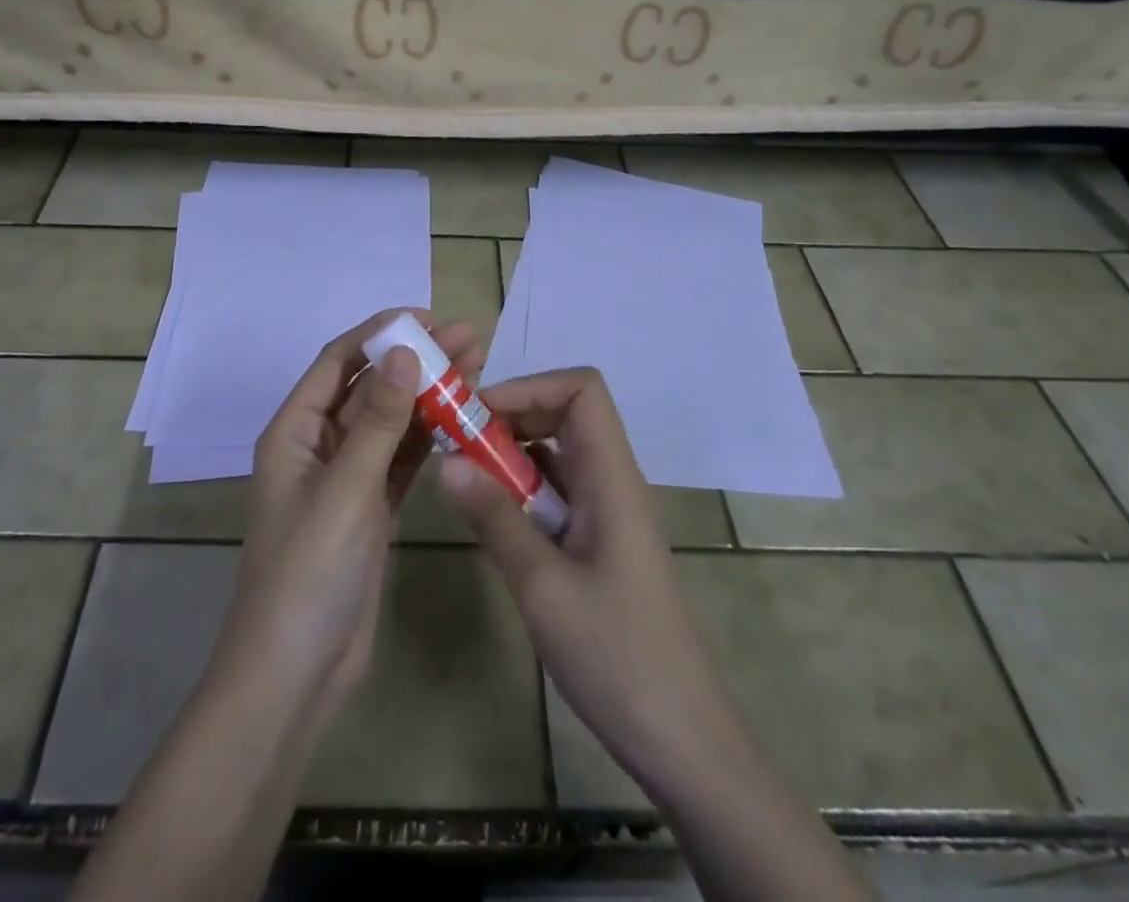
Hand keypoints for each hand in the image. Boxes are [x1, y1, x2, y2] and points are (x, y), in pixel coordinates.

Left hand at [207, 309, 483, 735]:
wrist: (296, 673)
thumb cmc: (308, 571)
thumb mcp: (344, 488)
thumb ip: (378, 421)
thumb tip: (404, 351)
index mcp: (295, 431)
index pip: (339, 362)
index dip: (379, 333)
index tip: (426, 316)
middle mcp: (319, 445)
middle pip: (371, 387)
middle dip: (416, 359)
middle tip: (470, 337)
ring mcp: (347, 477)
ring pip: (392, 421)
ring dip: (428, 393)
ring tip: (477, 365)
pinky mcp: (371, 507)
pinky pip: (402, 458)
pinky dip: (429, 436)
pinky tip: (462, 416)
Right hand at [438, 366, 728, 798]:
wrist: (682, 741)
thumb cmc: (617, 657)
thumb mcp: (543, 586)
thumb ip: (495, 518)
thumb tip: (446, 461)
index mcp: (612, 478)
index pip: (582, 390)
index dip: (530, 386)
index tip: (479, 415)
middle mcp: (612, 482)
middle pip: (566, 413)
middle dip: (510, 417)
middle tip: (459, 445)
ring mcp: (607, 513)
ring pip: (558, 454)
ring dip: (511, 456)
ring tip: (465, 480)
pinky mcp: (599, 543)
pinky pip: (557, 492)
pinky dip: (521, 491)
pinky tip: (493, 521)